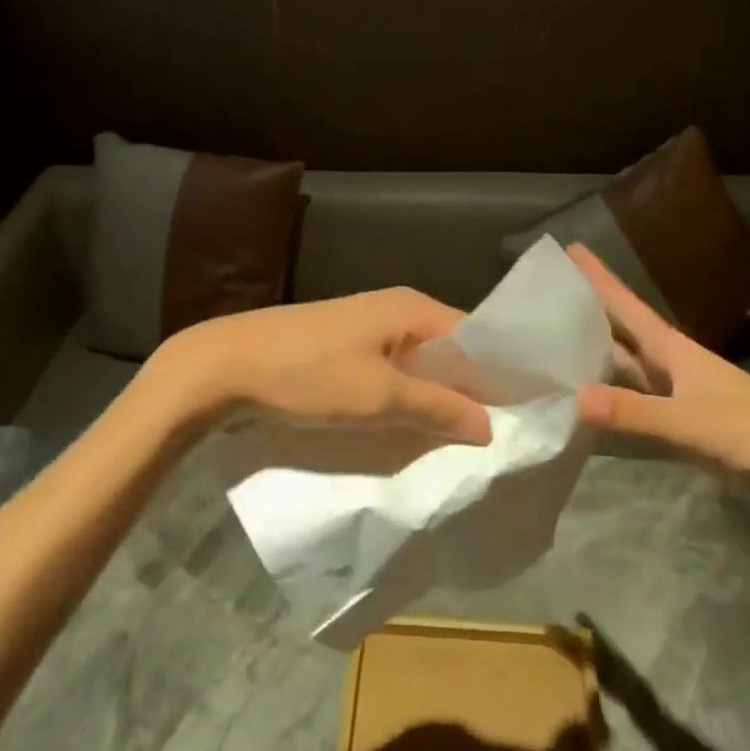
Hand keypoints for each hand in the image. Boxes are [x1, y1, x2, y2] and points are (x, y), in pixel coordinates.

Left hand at [149, 287, 493, 455]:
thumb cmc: (309, 375)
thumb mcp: (378, 396)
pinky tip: (414, 428)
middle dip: (469, 392)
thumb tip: (490, 425)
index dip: (499, 376)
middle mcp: (397, 310)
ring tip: (461, 441)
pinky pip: (392, 373)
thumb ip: (437, 407)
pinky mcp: (345, 349)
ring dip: (436, 399)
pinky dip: (406, 398)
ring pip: (419, 366)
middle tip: (497, 438)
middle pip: (450, 353)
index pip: (477, 338)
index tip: (524, 416)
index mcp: (413, 309)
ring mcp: (368, 329)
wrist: (225, 365)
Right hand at [568, 245, 749, 509]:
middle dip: (586, 309)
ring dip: (594, 351)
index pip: (626, 304)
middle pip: (621, 329)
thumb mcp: (693, 423)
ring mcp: (678, 393)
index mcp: (674, 350)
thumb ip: (635, 413)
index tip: (569, 248)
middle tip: (546, 294)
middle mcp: (671, 364)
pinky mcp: (683, 422)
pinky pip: (634, 398)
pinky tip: (587, 400)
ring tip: (554, 340)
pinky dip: (609, 395)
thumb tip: (574, 398)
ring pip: (626, 363)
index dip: (598, 277)